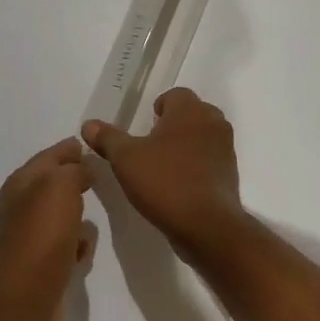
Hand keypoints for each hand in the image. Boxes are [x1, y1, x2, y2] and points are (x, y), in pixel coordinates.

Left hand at [0, 137, 96, 320]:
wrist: (25, 298)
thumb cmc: (42, 235)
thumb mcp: (61, 187)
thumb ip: (72, 170)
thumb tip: (80, 168)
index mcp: (19, 185)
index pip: (46, 157)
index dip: (67, 150)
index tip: (86, 145)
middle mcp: (16, 209)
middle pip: (49, 187)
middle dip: (71, 181)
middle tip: (95, 177)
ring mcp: (24, 240)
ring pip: (55, 218)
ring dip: (73, 215)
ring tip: (92, 214)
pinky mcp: (36, 268)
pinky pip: (60, 247)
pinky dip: (72, 245)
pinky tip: (83, 252)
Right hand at [82, 89, 245, 257]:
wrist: (206, 225)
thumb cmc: (164, 182)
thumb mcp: (125, 159)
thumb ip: (107, 138)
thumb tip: (88, 124)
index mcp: (190, 110)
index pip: (176, 95)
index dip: (159, 107)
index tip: (144, 127)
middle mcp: (213, 122)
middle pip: (191, 114)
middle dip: (172, 125)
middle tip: (150, 146)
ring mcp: (226, 149)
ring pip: (202, 137)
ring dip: (185, 146)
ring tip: (163, 167)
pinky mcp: (230, 174)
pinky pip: (210, 160)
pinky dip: (196, 166)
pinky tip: (179, 185)